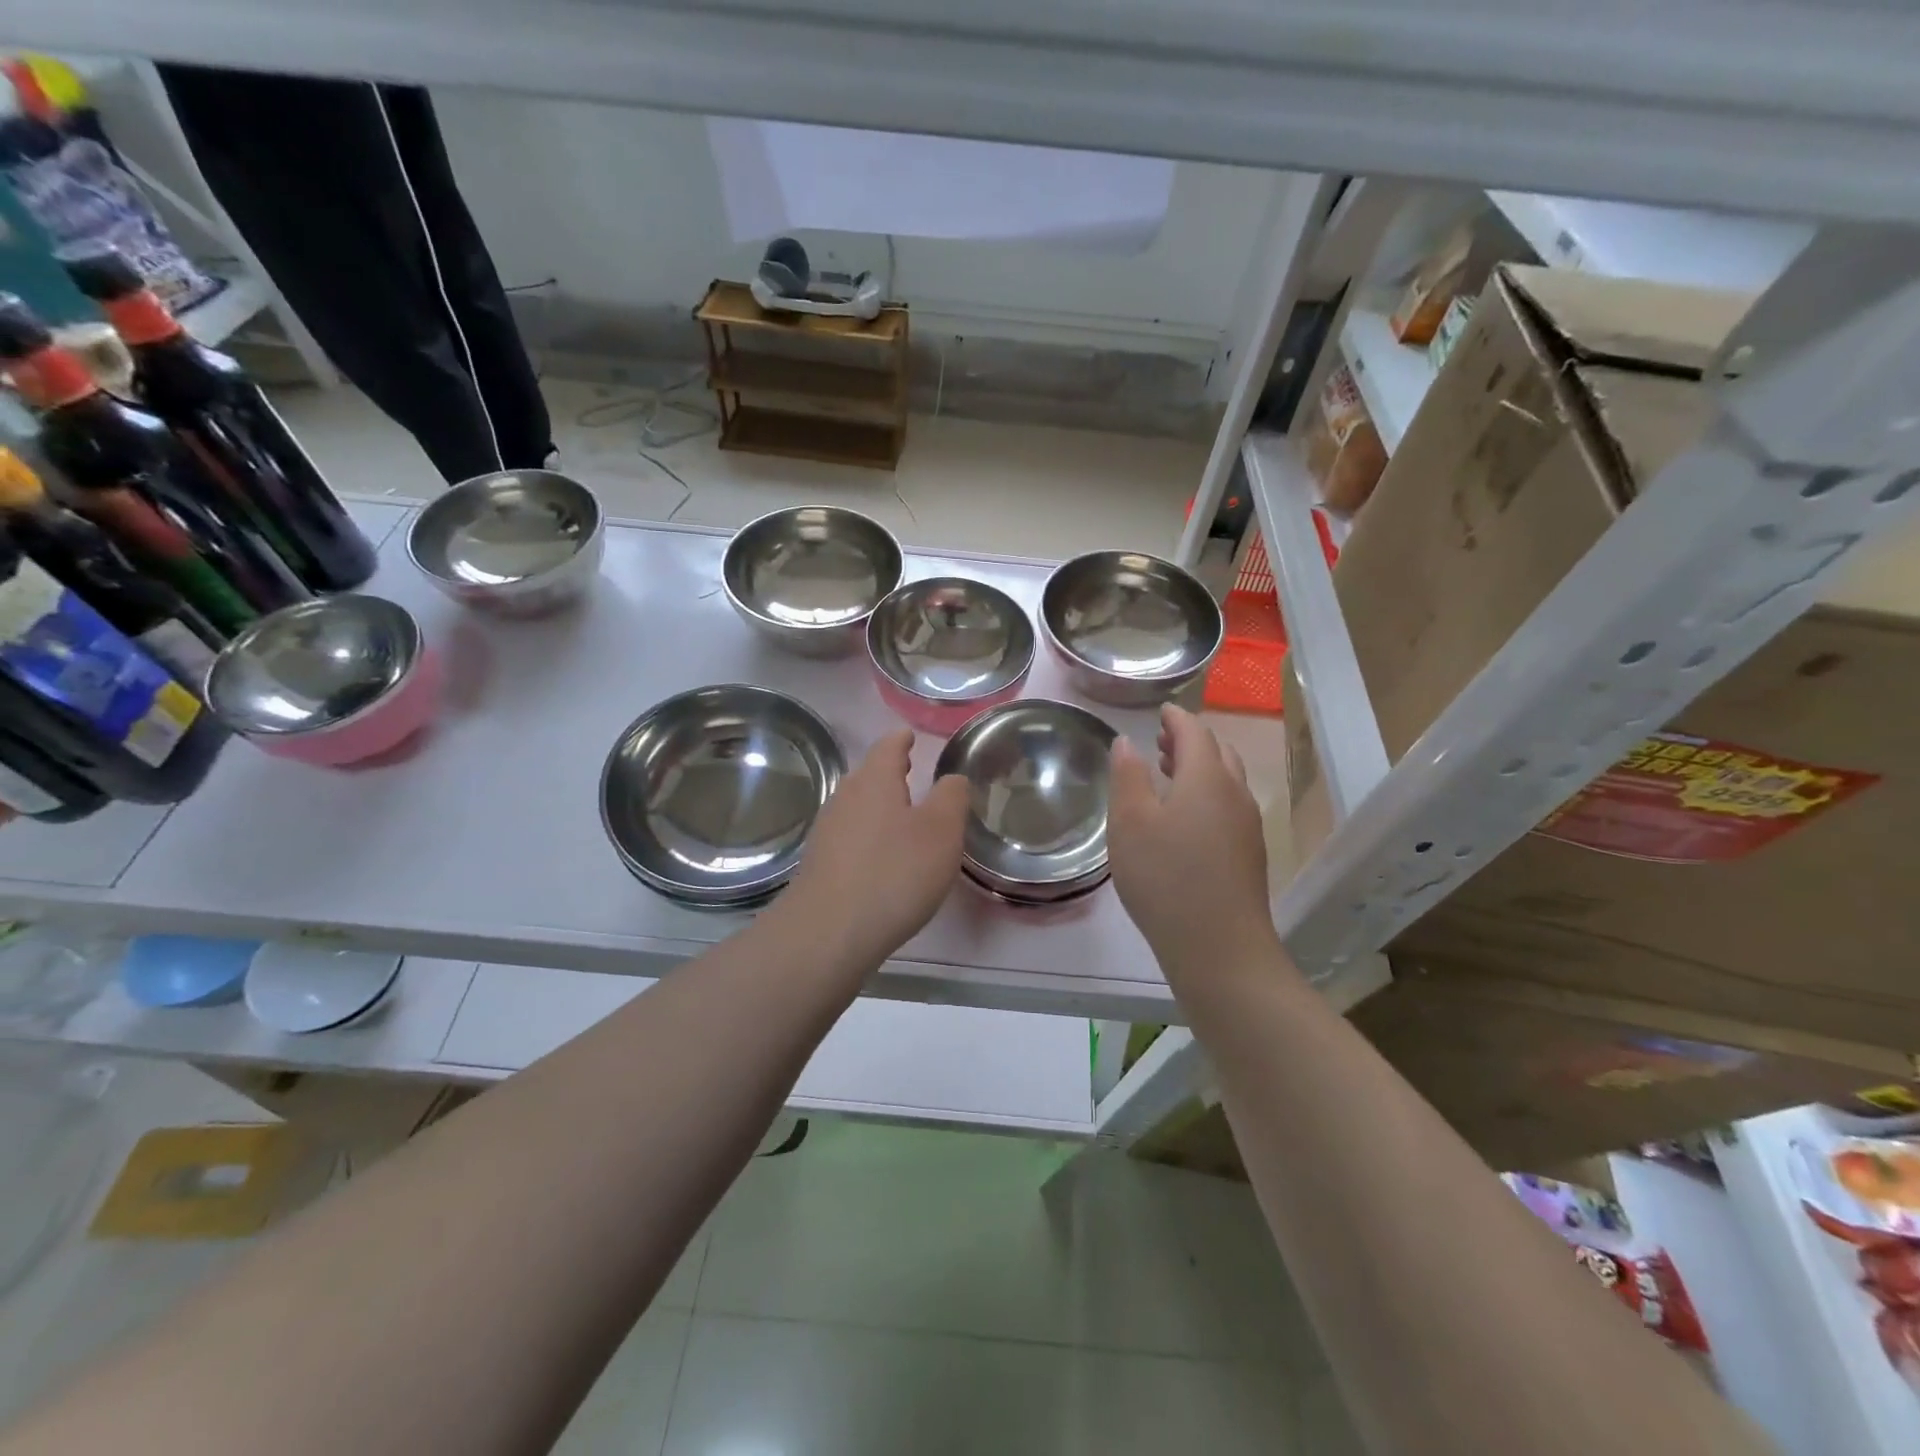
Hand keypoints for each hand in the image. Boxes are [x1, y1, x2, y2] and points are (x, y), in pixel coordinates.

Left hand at [783, 730, 968, 967]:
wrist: (829, 932)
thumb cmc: (895, 873)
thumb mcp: (941, 832)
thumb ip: (951, 798)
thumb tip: (951, 778)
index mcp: (874, 780)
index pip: (888, 747)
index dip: (902, 740)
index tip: (910, 736)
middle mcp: (845, 798)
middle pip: (868, 775)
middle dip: (888, 772)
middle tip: (909, 771)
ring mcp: (827, 831)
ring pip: (856, 806)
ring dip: (877, 806)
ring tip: (900, 815)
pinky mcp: (819, 864)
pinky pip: (848, 837)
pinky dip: (867, 836)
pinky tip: (879, 857)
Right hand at [1107, 705, 1280, 986]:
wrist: (1219, 947)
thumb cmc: (1165, 878)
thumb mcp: (1129, 823)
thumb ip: (1127, 776)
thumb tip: (1128, 741)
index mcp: (1206, 778)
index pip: (1194, 731)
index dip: (1176, 717)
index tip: (1161, 710)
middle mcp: (1235, 793)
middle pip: (1217, 752)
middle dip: (1191, 741)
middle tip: (1162, 741)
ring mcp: (1247, 826)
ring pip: (1227, 780)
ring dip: (1201, 768)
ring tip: (1171, 774)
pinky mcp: (1249, 854)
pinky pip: (1229, 806)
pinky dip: (1209, 794)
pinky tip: (1186, 818)